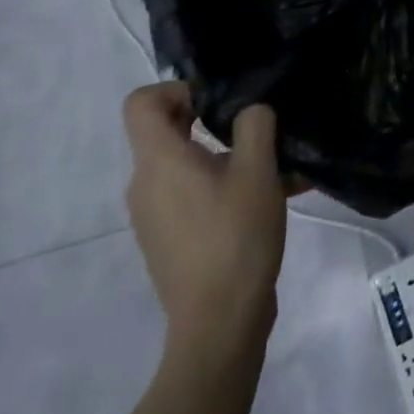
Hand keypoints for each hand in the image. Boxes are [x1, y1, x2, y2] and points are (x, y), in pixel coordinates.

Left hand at [121, 82, 286, 352]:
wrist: (219, 325)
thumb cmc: (236, 237)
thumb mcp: (259, 169)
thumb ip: (255, 124)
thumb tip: (249, 111)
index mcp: (159, 162)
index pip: (140, 103)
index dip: (177, 89)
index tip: (217, 101)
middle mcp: (145, 185)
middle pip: (163, 130)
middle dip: (209, 118)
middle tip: (254, 126)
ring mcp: (153, 215)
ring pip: (183, 163)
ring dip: (223, 153)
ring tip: (273, 164)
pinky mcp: (168, 239)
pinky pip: (189, 193)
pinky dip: (220, 183)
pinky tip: (267, 196)